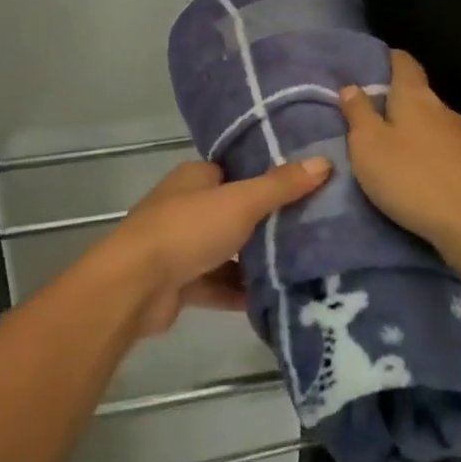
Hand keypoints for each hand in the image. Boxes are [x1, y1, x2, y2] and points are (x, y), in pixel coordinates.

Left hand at [100, 157, 331, 336]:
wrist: (136, 285)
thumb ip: (281, 185)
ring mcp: (180, 245)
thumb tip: (324, 161)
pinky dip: (239, 292)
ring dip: (254, 262)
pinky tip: (274, 300)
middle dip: (265, 224)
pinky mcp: (179, 282)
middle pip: (233, 212)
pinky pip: (217, 284)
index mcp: (195, 178)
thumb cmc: (188, 229)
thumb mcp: (241, 202)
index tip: (304, 188)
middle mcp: (185, 206)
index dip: (266, 179)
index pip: (235, 172)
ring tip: (302, 268)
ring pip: (226, 251)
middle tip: (311, 231)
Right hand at [338, 50, 460, 251]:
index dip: (389, 58)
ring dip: (410, 130)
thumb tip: (352, 86)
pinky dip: (424, 153)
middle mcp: (443, 110)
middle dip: (394, 100)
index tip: (371, 63)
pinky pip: (441, 150)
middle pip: (418, 94)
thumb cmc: (411, 177)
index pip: (404, 63)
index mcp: (416, 97)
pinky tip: (413, 173)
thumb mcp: (368, 144)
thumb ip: (358, 113)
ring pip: (430, 124)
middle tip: (367, 114)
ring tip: (386, 147)